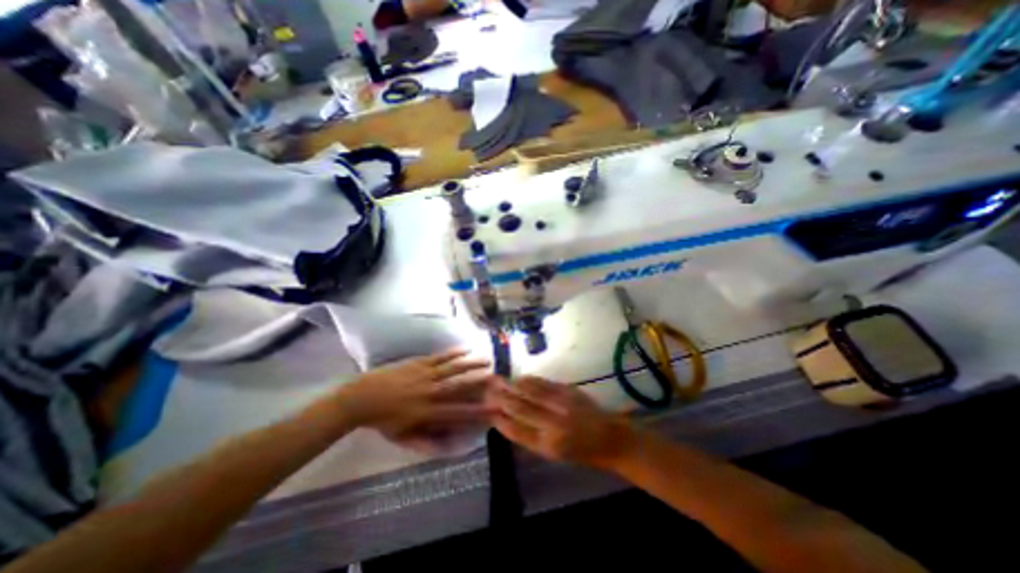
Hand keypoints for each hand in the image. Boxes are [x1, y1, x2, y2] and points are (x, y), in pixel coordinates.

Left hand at [336, 346, 492, 440]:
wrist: (362, 397)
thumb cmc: (382, 420)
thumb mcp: (402, 437)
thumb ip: (423, 442)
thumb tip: (444, 447)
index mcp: (427, 413)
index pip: (458, 412)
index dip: (477, 410)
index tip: (494, 408)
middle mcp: (431, 393)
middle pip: (459, 386)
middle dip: (479, 381)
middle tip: (496, 377)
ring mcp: (425, 375)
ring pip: (453, 368)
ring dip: (471, 364)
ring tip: (487, 359)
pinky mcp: (418, 364)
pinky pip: (439, 357)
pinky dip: (453, 353)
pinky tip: (465, 349)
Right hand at [485, 377, 633, 469]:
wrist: (610, 437)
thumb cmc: (581, 452)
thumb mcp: (555, 454)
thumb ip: (531, 438)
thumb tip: (509, 421)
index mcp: (549, 445)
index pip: (517, 431)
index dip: (500, 420)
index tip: (488, 411)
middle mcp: (553, 424)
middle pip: (520, 408)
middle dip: (501, 398)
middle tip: (487, 389)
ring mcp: (561, 404)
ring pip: (530, 392)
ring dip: (512, 385)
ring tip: (498, 380)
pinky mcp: (569, 391)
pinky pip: (543, 383)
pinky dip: (529, 380)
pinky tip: (519, 378)